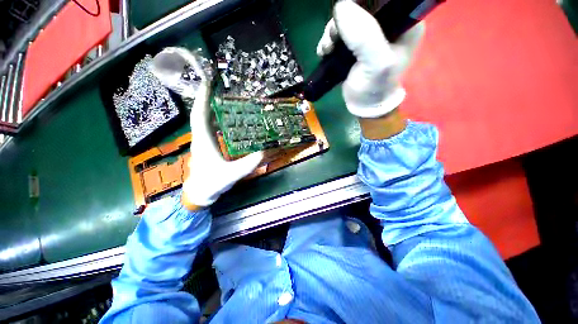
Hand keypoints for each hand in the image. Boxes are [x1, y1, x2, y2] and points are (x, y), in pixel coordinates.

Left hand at [180, 60, 262, 209]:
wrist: (201, 193)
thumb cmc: (212, 183)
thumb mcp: (232, 174)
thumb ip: (248, 164)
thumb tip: (264, 152)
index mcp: (204, 141)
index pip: (200, 116)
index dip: (203, 99)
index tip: (207, 82)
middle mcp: (202, 138)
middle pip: (202, 114)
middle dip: (208, 98)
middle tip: (219, 85)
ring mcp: (204, 141)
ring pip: (205, 120)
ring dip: (211, 107)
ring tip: (223, 96)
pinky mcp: (209, 146)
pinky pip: (210, 128)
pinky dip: (215, 119)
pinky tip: (225, 117)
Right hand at [316, 1, 424, 117]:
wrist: (364, 105)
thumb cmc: (375, 88)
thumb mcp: (375, 64)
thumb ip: (364, 36)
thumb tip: (341, 7)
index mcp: (403, 22)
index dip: (362, 1)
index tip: (347, 12)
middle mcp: (388, 23)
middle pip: (362, 5)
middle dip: (343, 19)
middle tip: (333, 37)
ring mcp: (370, 33)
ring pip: (347, 18)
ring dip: (332, 31)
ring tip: (327, 49)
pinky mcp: (355, 43)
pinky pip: (339, 32)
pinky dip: (329, 39)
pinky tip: (325, 51)